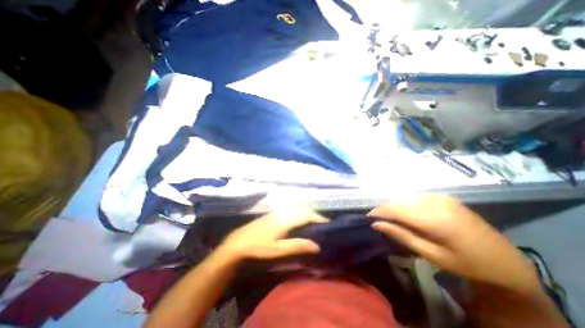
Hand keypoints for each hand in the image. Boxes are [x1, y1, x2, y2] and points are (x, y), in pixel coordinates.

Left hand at [217, 211, 326, 260]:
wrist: (239, 242)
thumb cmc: (259, 247)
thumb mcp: (279, 250)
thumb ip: (297, 246)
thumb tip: (316, 245)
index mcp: (286, 220)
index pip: (306, 215)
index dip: (318, 218)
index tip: (327, 222)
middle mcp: (282, 212)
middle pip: (301, 209)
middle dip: (313, 213)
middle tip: (321, 222)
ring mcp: (276, 212)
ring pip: (295, 207)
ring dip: (305, 211)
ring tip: (311, 219)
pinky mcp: (271, 214)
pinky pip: (288, 208)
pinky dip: (297, 210)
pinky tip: (296, 217)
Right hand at [370, 195, 537, 291]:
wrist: (506, 262)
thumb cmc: (466, 264)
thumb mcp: (430, 254)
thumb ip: (401, 235)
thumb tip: (376, 224)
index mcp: (434, 219)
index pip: (395, 209)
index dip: (378, 211)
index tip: (367, 217)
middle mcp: (436, 202)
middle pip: (399, 201)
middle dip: (385, 209)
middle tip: (378, 220)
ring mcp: (441, 197)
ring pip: (406, 198)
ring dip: (395, 207)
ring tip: (391, 218)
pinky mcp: (444, 197)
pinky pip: (416, 197)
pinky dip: (406, 204)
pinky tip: (407, 214)